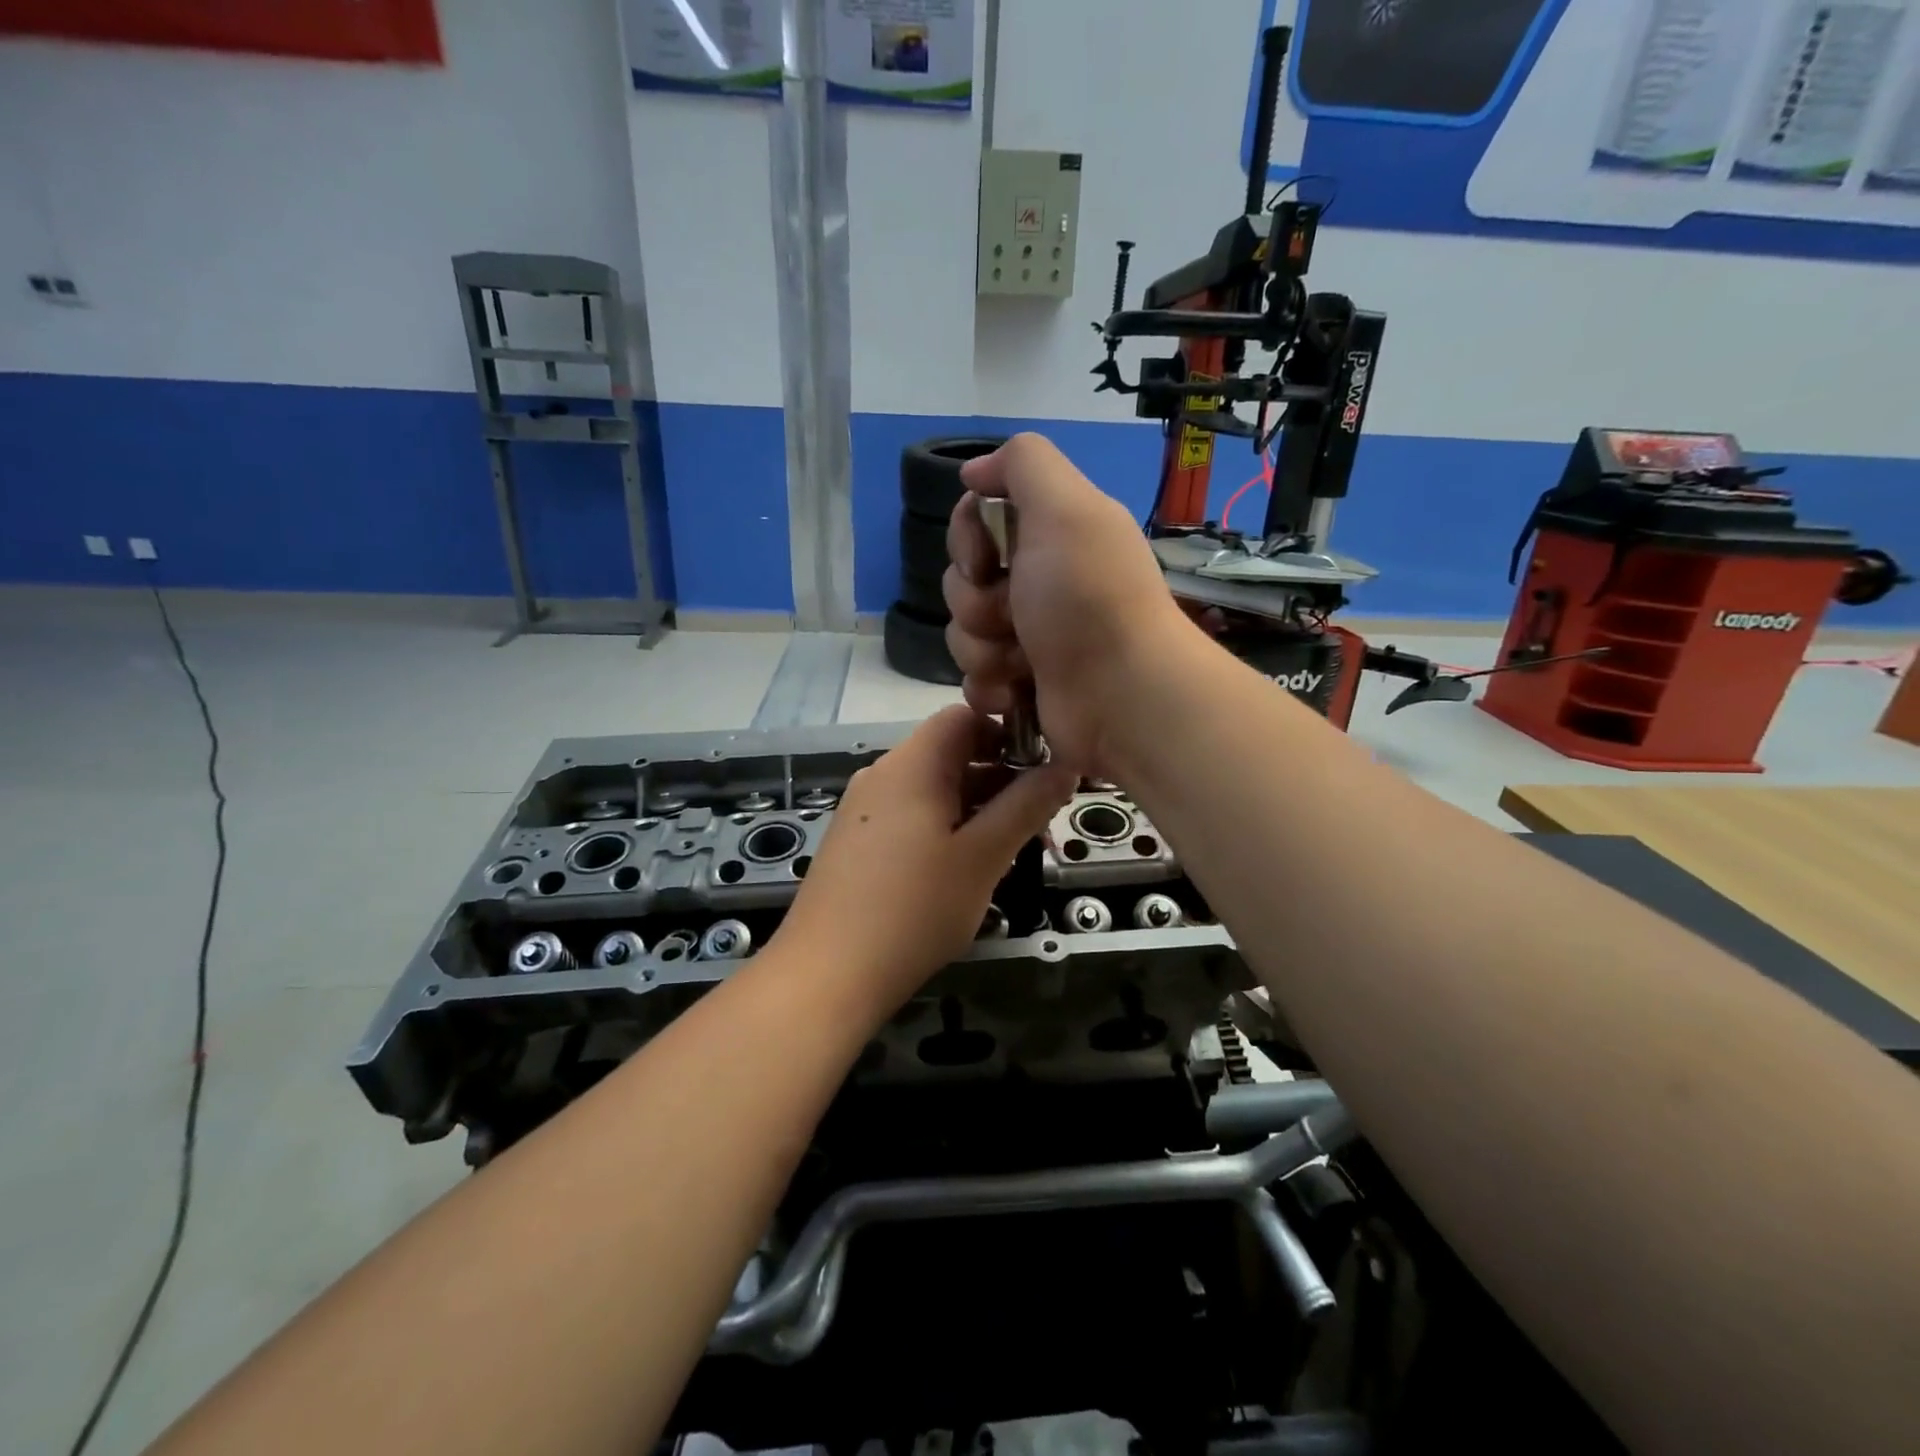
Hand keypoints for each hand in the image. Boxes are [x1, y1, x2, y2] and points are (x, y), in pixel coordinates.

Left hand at [775, 705, 1075, 1012]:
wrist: (827, 975)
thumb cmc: (914, 909)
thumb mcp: (983, 856)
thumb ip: (1026, 806)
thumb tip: (1065, 766)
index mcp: (912, 764)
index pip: (965, 717)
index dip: (1009, 733)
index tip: (1045, 769)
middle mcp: (884, 775)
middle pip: (953, 754)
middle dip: (1003, 780)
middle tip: (1041, 823)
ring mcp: (866, 810)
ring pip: (936, 791)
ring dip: (980, 811)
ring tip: (1014, 854)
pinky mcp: (859, 842)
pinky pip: (914, 817)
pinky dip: (949, 830)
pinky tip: (970, 870)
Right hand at [943, 434, 1191, 774]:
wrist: (1122, 695)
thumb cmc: (1089, 599)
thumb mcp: (1065, 506)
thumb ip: (1022, 464)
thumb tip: (973, 472)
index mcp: (1050, 534)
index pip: (975, 522)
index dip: (967, 539)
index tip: (986, 560)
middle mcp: (1038, 581)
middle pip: (962, 581)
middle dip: (977, 603)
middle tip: (1016, 617)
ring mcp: (1029, 636)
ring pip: (962, 633)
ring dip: (985, 649)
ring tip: (1024, 663)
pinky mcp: (1021, 684)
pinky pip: (973, 678)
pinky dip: (990, 686)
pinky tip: (1016, 694)